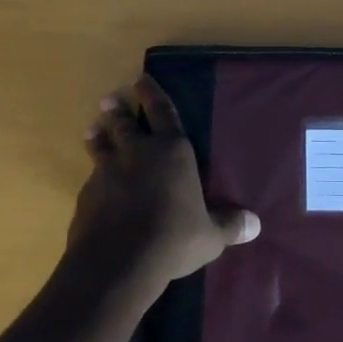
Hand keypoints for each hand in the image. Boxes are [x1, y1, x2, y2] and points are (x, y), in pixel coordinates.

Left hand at [69, 75, 259, 293]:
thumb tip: (256, 224)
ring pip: (101, 146)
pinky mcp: (86, 196)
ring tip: (93, 129)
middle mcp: (137, 153)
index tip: (141, 79)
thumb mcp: (210, 236)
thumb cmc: (173, 239)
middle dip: (119, 110)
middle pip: (125, 123)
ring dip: (98, 136)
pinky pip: (91, 179)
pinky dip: (94, 177)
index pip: (162, 112)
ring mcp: (107, 172)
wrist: (117, 262)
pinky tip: (93, 185)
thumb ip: (229, 226)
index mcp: (171, 151)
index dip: (152, 94)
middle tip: (110, 99)